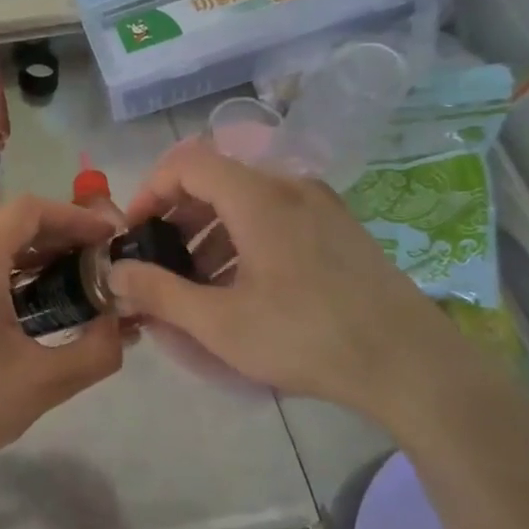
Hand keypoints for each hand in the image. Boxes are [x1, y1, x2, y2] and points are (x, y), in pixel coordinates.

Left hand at [0, 195, 123, 491]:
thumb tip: (120, 324)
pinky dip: (1, 256)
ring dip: (26, 241)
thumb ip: (97, 350)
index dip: (72, 217)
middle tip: (89, 253)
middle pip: (5, 215)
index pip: (27, 211)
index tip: (105, 237)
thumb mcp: (45, 382)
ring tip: (65, 269)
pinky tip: (26, 289)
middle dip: (53, 227)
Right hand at [110, 138, 492, 433]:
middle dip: (176, 217)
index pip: (187, 162)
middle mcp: (290, 187)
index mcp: (259, 198)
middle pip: (215, 179)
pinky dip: (242, 240)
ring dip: (207, 232)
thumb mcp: (220, 323)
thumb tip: (115, 273)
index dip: (150, 190)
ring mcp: (321, 206)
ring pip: (245, 201)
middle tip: (159, 261)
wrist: (413, 366)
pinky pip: (274, 217)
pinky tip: (241, 288)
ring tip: (195, 284)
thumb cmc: (308, 337)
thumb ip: (158, 292)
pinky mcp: (339, 230)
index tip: (135, 232)